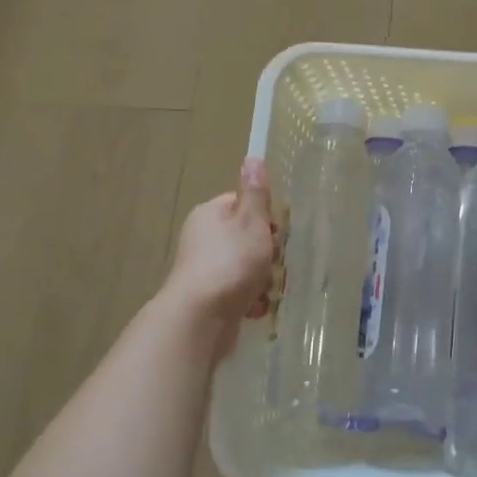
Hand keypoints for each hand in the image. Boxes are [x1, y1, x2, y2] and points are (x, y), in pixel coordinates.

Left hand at [164, 159, 276, 355]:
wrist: (199, 319)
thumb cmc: (230, 264)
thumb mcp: (251, 222)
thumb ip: (256, 194)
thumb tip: (253, 157)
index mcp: (210, 214)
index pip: (243, 205)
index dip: (266, 218)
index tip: (278, 234)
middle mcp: (202, 238)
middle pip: (247, 238)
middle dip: (267, 253)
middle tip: (276, 264)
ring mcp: (203, 269)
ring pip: (245, 267)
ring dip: (262, 279)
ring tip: (267, 291)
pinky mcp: (208, 297)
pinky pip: (238, 292)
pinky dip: (250, 300)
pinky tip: (256, 309)